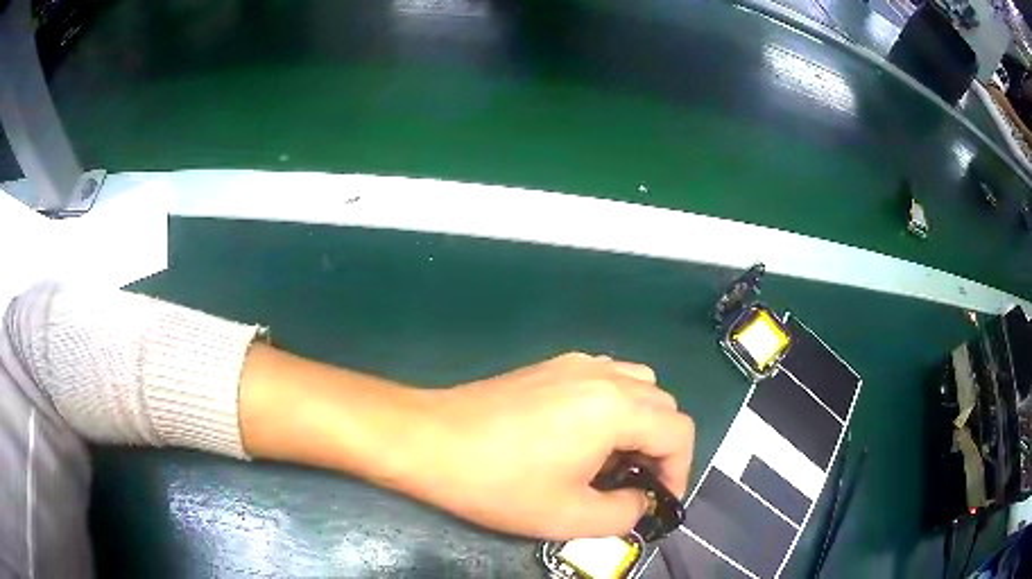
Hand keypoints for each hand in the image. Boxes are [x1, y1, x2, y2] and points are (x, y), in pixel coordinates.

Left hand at [240, 347, 694, 540]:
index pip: (679, 432)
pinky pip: (604, 378)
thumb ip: (623, 514)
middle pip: (662, 405)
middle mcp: (603, 374)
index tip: (658, 501)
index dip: (679, 471)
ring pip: (636, 385)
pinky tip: (582, 436)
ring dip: (640, 423)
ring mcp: (574, 364)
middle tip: (635, 484)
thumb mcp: (569, 516)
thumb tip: (640, 501)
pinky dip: (614, 406)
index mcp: (616, 407)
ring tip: (611, 460)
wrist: (429, 440)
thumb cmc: (498, 483)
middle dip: (661, 448)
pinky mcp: (549, 366)